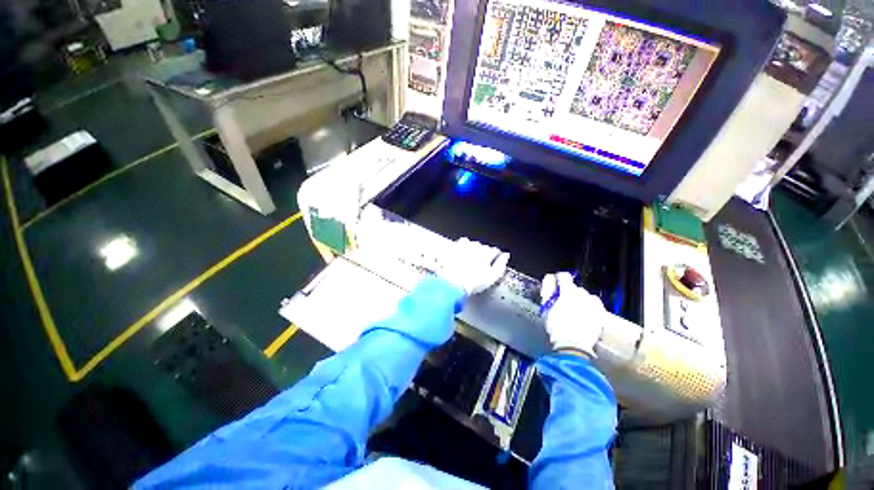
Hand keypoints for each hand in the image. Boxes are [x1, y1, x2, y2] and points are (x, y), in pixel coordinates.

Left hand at [439, 238, 509, 295]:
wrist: (452, 282)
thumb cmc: (473, 282)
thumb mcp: (492, 277)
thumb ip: (500, 265)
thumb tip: (506, 256)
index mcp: (487, 253)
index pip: (495, 251)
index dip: (496, 256)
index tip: (495, 259)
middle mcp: (476, 247)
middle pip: (483, 247)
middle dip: (484, 252)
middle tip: (481, 262)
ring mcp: (464, 246)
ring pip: (473, 243)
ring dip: (474, 248)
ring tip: (471, 258)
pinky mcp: (454, 247)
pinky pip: (461, 242)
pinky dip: (462, 246)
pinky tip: (461, 252)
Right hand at [540, 272, 605, 357]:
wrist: (573, 346)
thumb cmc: (557, 327)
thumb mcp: (546, 307)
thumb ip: (547, 291)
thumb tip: (548, 279)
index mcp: (568, 292)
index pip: (564, 276)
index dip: (558, 278)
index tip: (556, 282)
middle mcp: (583, 295)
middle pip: (575, 287)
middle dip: (568, 292)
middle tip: (562, 302)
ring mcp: (593, 304)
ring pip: (585, 296)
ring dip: (579, 299)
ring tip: (573, 310)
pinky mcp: (601, 314)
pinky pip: (595, 305)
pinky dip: (589, 307)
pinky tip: (584, 314)